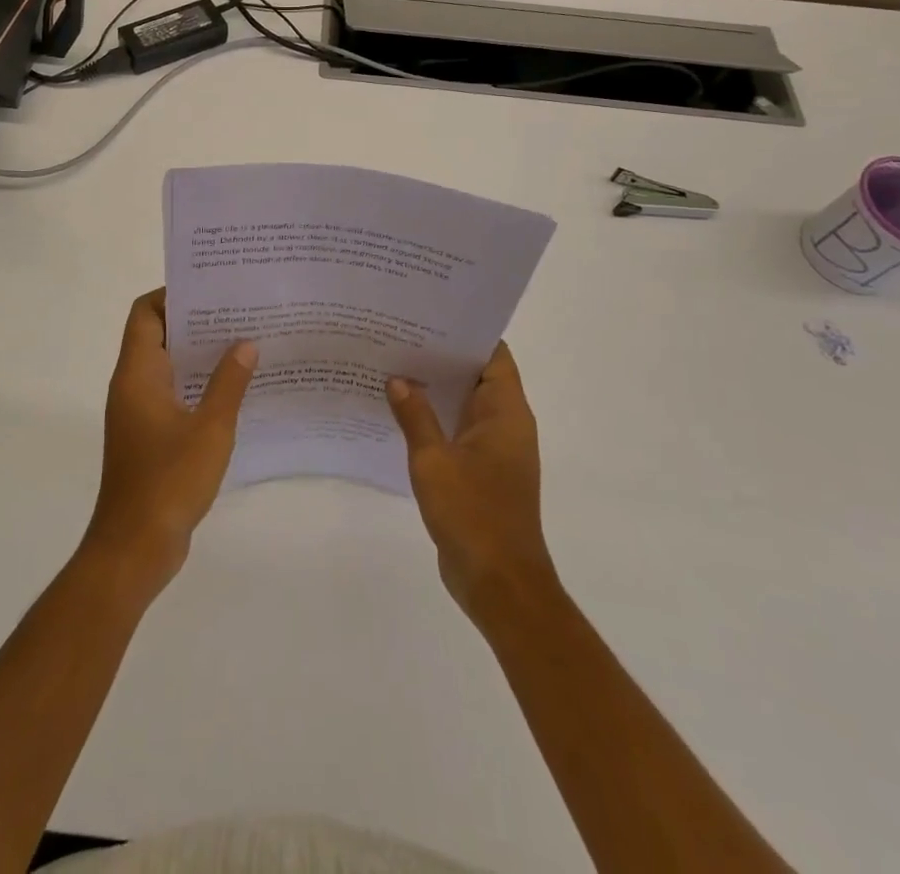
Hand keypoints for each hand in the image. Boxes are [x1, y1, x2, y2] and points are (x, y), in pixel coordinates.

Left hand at [84, 289, 257, 596]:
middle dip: (194, 321)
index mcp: (137, 374)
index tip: (212, 289)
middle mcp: (132, 385)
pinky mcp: (149, 436)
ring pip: (167, 366)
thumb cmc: (169, 481)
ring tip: (244, 343)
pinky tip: (234, 390)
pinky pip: (172, 394)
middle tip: (238, 312)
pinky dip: (197, 385)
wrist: (135, 548)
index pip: (145, 313)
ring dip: (199, 355)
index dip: (173, 295)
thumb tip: (245, 343)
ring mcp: (139, 412)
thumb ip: (229, 383)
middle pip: (157, 335)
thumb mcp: (210, 429)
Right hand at [387, 343, 556, 619]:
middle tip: (400, 335)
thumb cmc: (472, 514)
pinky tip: (400, 414)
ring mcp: (495, 450)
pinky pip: (458, 431)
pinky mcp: (483, 472)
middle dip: (441, 357)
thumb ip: (415, 416)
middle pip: (477, 375)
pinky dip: (435, 419)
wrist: (499, 583)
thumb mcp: (433, 460)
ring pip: (465, 404)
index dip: (466, 332)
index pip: (493, 355)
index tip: (430, 315)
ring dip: (435, 389)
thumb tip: (398, 379)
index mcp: (506, 412)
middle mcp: (506, 424)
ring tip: (393, 366)